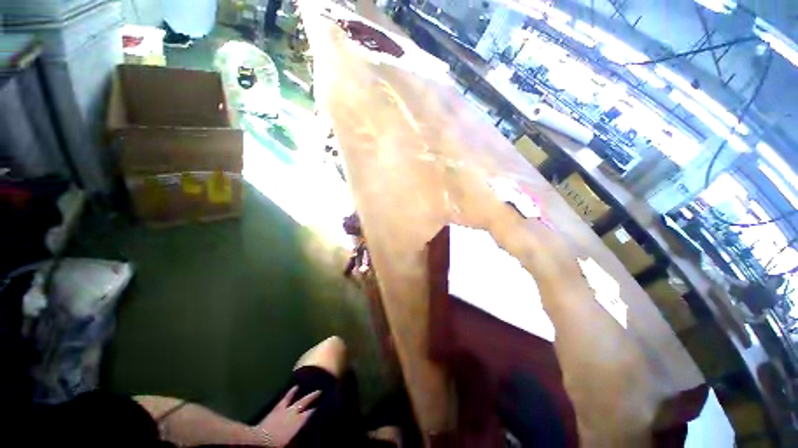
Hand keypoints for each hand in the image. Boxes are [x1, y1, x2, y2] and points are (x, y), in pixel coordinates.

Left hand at [255, 386, 320, 446]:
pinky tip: (295, 386)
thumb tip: (312, 429)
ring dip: (303, 392)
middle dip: (315, 396)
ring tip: (311, 385)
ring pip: (297, 397)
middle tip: (322, 390)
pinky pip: (286, 397)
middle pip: (307, 401)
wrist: (259, 441)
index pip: (313, 412)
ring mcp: (285, 408)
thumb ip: (303, 433)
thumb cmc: (278, 444)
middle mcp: (295, 412)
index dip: (320, 407)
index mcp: (300, 421)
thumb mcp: (294, 442)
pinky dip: (291, 391)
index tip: (326, 402)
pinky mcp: (277, 408)